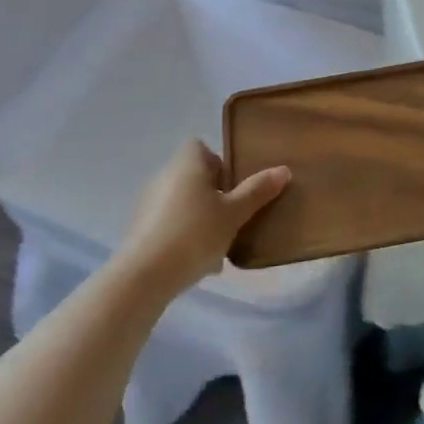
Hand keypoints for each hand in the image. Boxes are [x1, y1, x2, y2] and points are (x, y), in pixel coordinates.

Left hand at [114, 141, 289, 292]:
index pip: (201, 147)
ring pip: (183, 203)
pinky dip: (185, 236)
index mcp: (187, 163)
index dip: (220, 162)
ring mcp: (148, 203)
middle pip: (194, 176)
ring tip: (220, 244)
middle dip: (215, 195)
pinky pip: (170, 224)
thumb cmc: (195, 234)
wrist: (145, 275)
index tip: (235, 185)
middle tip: (235, 216)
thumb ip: (257, 191)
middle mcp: (164, 176)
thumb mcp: (234, 213)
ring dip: (201, 217)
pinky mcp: (140, 229)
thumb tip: (283, 169)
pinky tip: (199, 262)